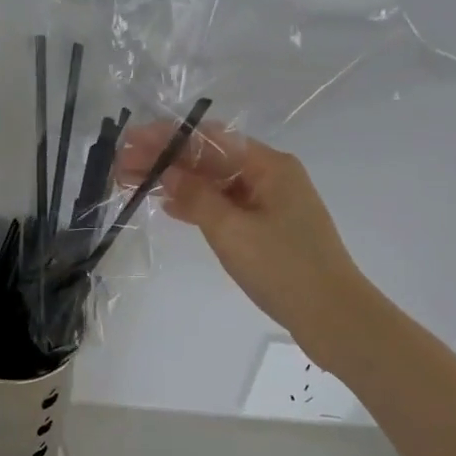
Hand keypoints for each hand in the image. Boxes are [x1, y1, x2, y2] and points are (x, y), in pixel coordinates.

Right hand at [118, 125, 365, 352]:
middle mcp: (271, 176)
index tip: (131, 140)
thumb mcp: (232, 230)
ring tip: (134, 181)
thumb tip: (166, 171)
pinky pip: (224, 205)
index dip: (168, 137)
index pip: (210, 140)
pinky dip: (196, 204)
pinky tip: (168, 205)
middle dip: (166, 159)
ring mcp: (270, 202)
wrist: (333, 318)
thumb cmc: (284, 268)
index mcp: (269, 166)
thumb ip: (196, 196)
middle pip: (210, 159)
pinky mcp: (267, 228)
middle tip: (122, 163)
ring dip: (176, 181)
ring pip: (214, 183)